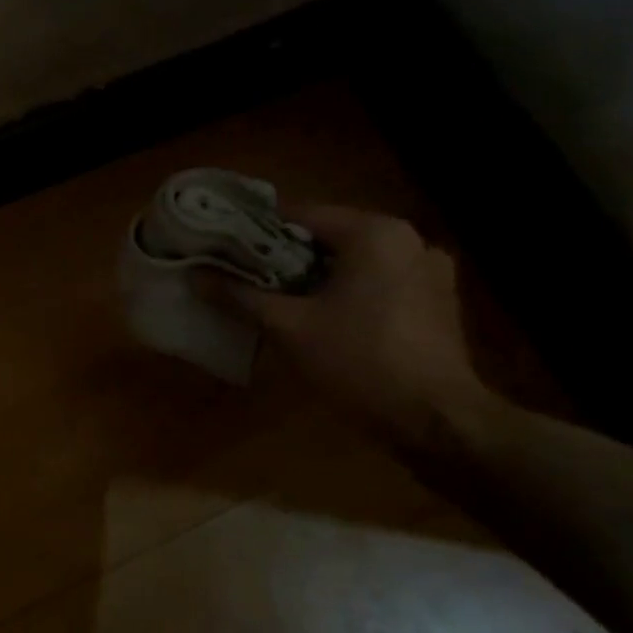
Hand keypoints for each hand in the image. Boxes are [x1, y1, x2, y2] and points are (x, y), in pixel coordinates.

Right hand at [218, 204, 493, 446]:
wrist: (434, 419)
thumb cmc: (358, 361)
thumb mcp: (288, 327)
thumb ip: (240, 296)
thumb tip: (195, 276)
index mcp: (375, 233)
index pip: (301, 214)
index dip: (257, 231)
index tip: (225, 246)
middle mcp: (409, 239)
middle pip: (330, 237)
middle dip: (286, 257)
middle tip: (245, 276)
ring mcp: (430, 271)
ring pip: (355, 262)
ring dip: (318, 276)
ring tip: (280, 299)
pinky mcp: (438, 301)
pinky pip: (379, 282)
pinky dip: (349, 292)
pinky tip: (325, 318)